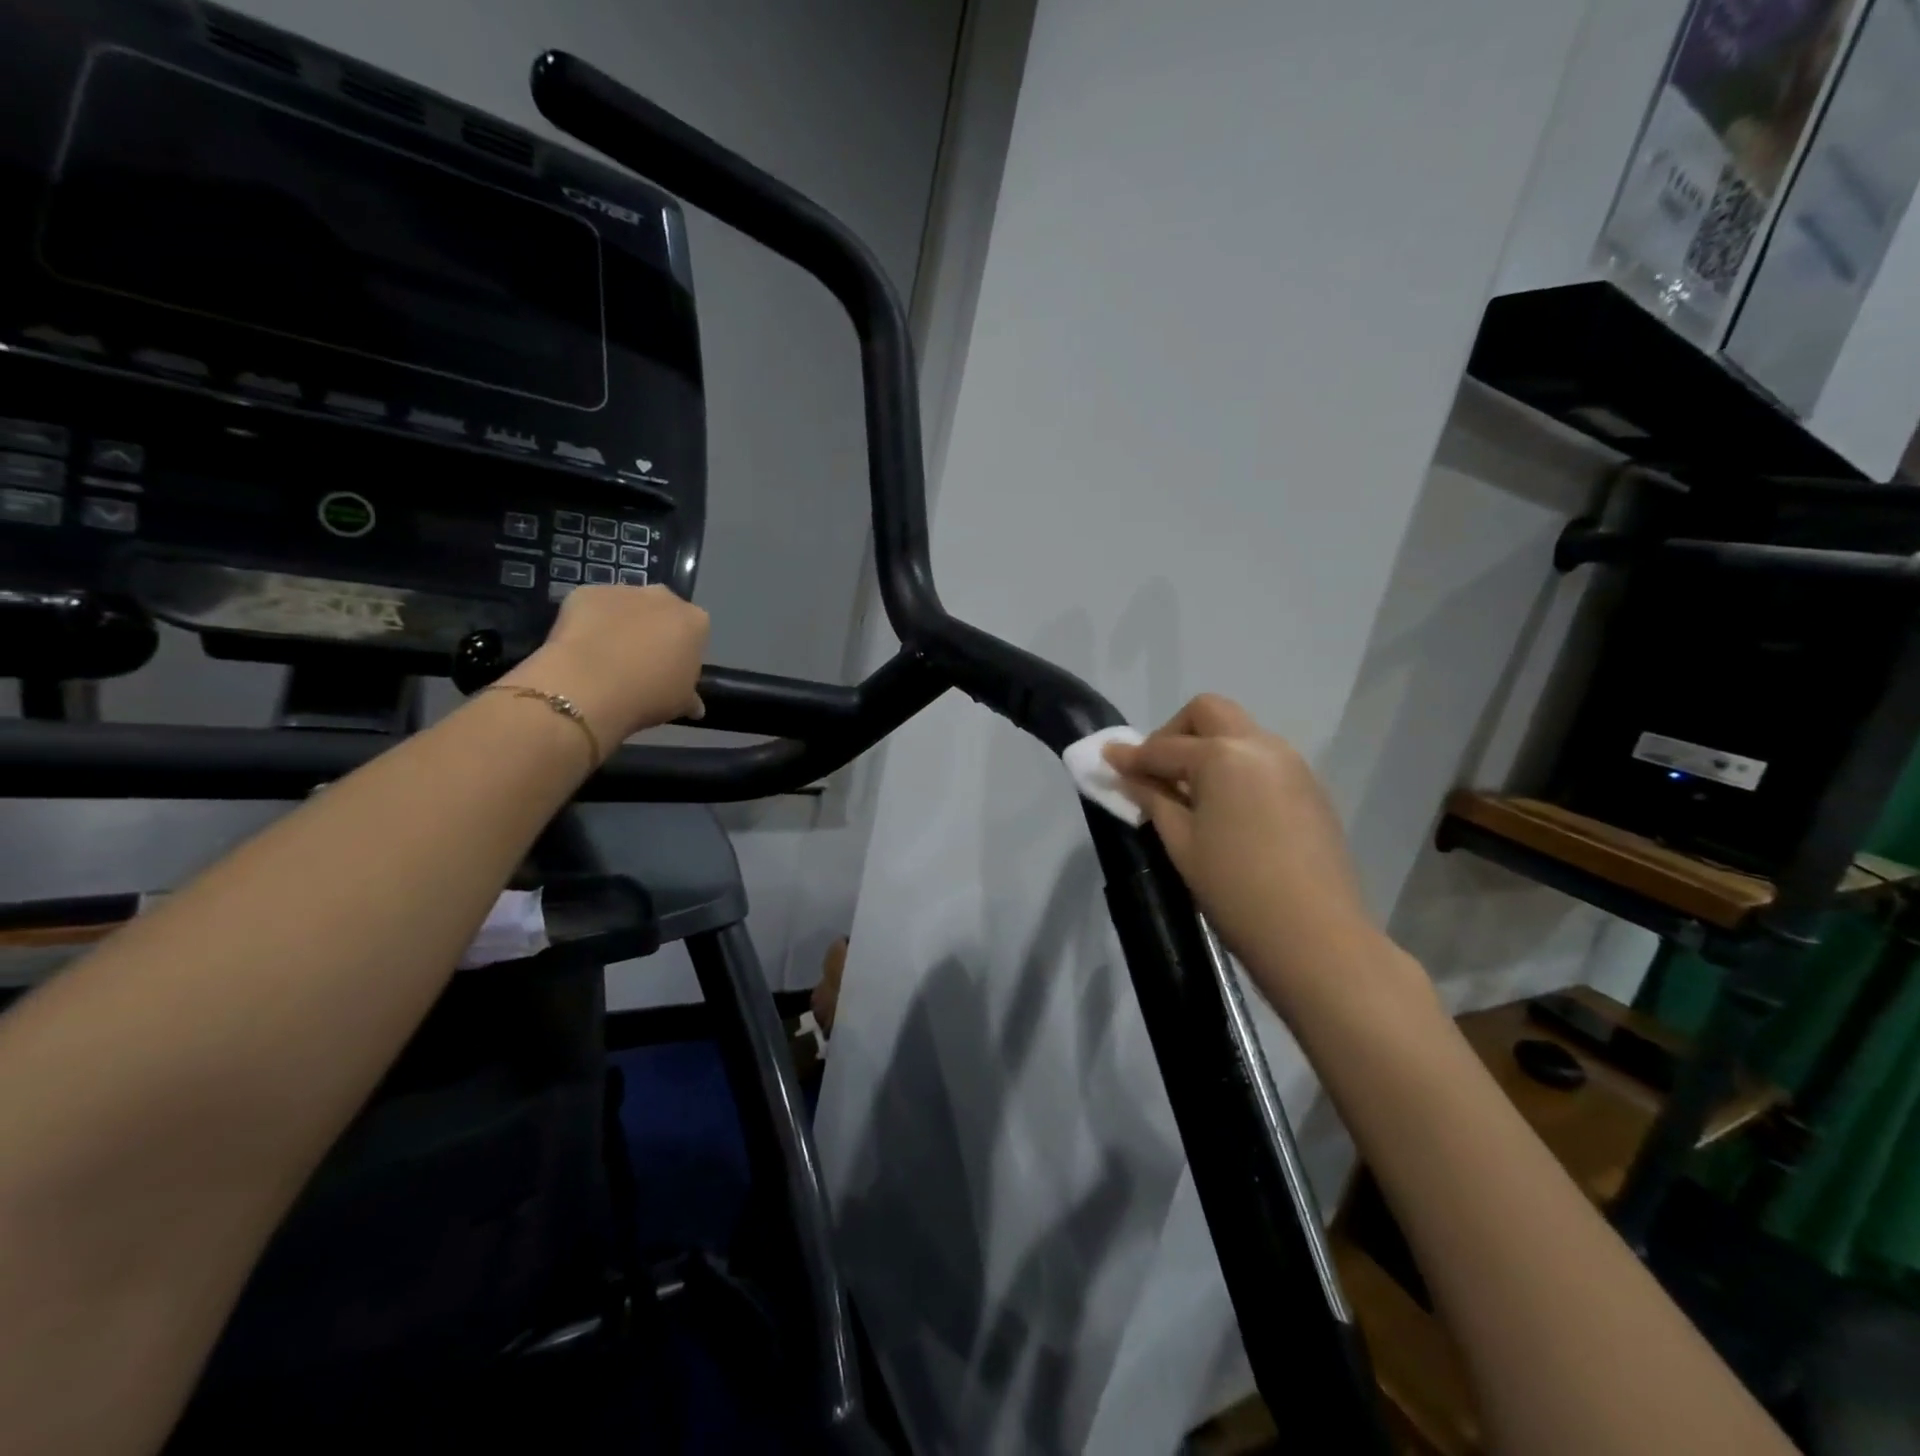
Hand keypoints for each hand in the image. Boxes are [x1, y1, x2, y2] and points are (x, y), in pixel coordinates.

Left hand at [501, 585, 709, 753]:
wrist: (589, 686)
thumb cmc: (649, 694)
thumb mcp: (681, 703)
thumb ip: (691, 697)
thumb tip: (695, 705)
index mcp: (695, 621)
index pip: (695, 633)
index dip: (682, 652)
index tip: (670, 671)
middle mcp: (664, 597)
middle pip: (663, 611)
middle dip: (654, 630)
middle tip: (640, 662)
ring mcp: (623, 591)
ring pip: (627, 607)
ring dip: (622, 625)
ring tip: (607, 657)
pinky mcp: (586, 592)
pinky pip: (593, 607)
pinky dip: (589, 623)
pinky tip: (583, 649)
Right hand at [1105, 695, 1405, 1017]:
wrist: (1315, 936)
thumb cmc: (1235, 889)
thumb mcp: (1181, 842)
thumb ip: (1152, 798)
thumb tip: (1126, 772)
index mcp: (1223, 756)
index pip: (1165, 747)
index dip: (1131, 755)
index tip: (1107, 760)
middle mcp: (1260, 745)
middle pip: (1209, 713)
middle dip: (1175, 732)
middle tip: (1157, 771)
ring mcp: (1292, 764)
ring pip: (1239, 732)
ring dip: (1208, 747)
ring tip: (1190, 794)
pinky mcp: (1310, 788)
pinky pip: (1262, 759)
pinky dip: (1234, 767)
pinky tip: (1226, 808)